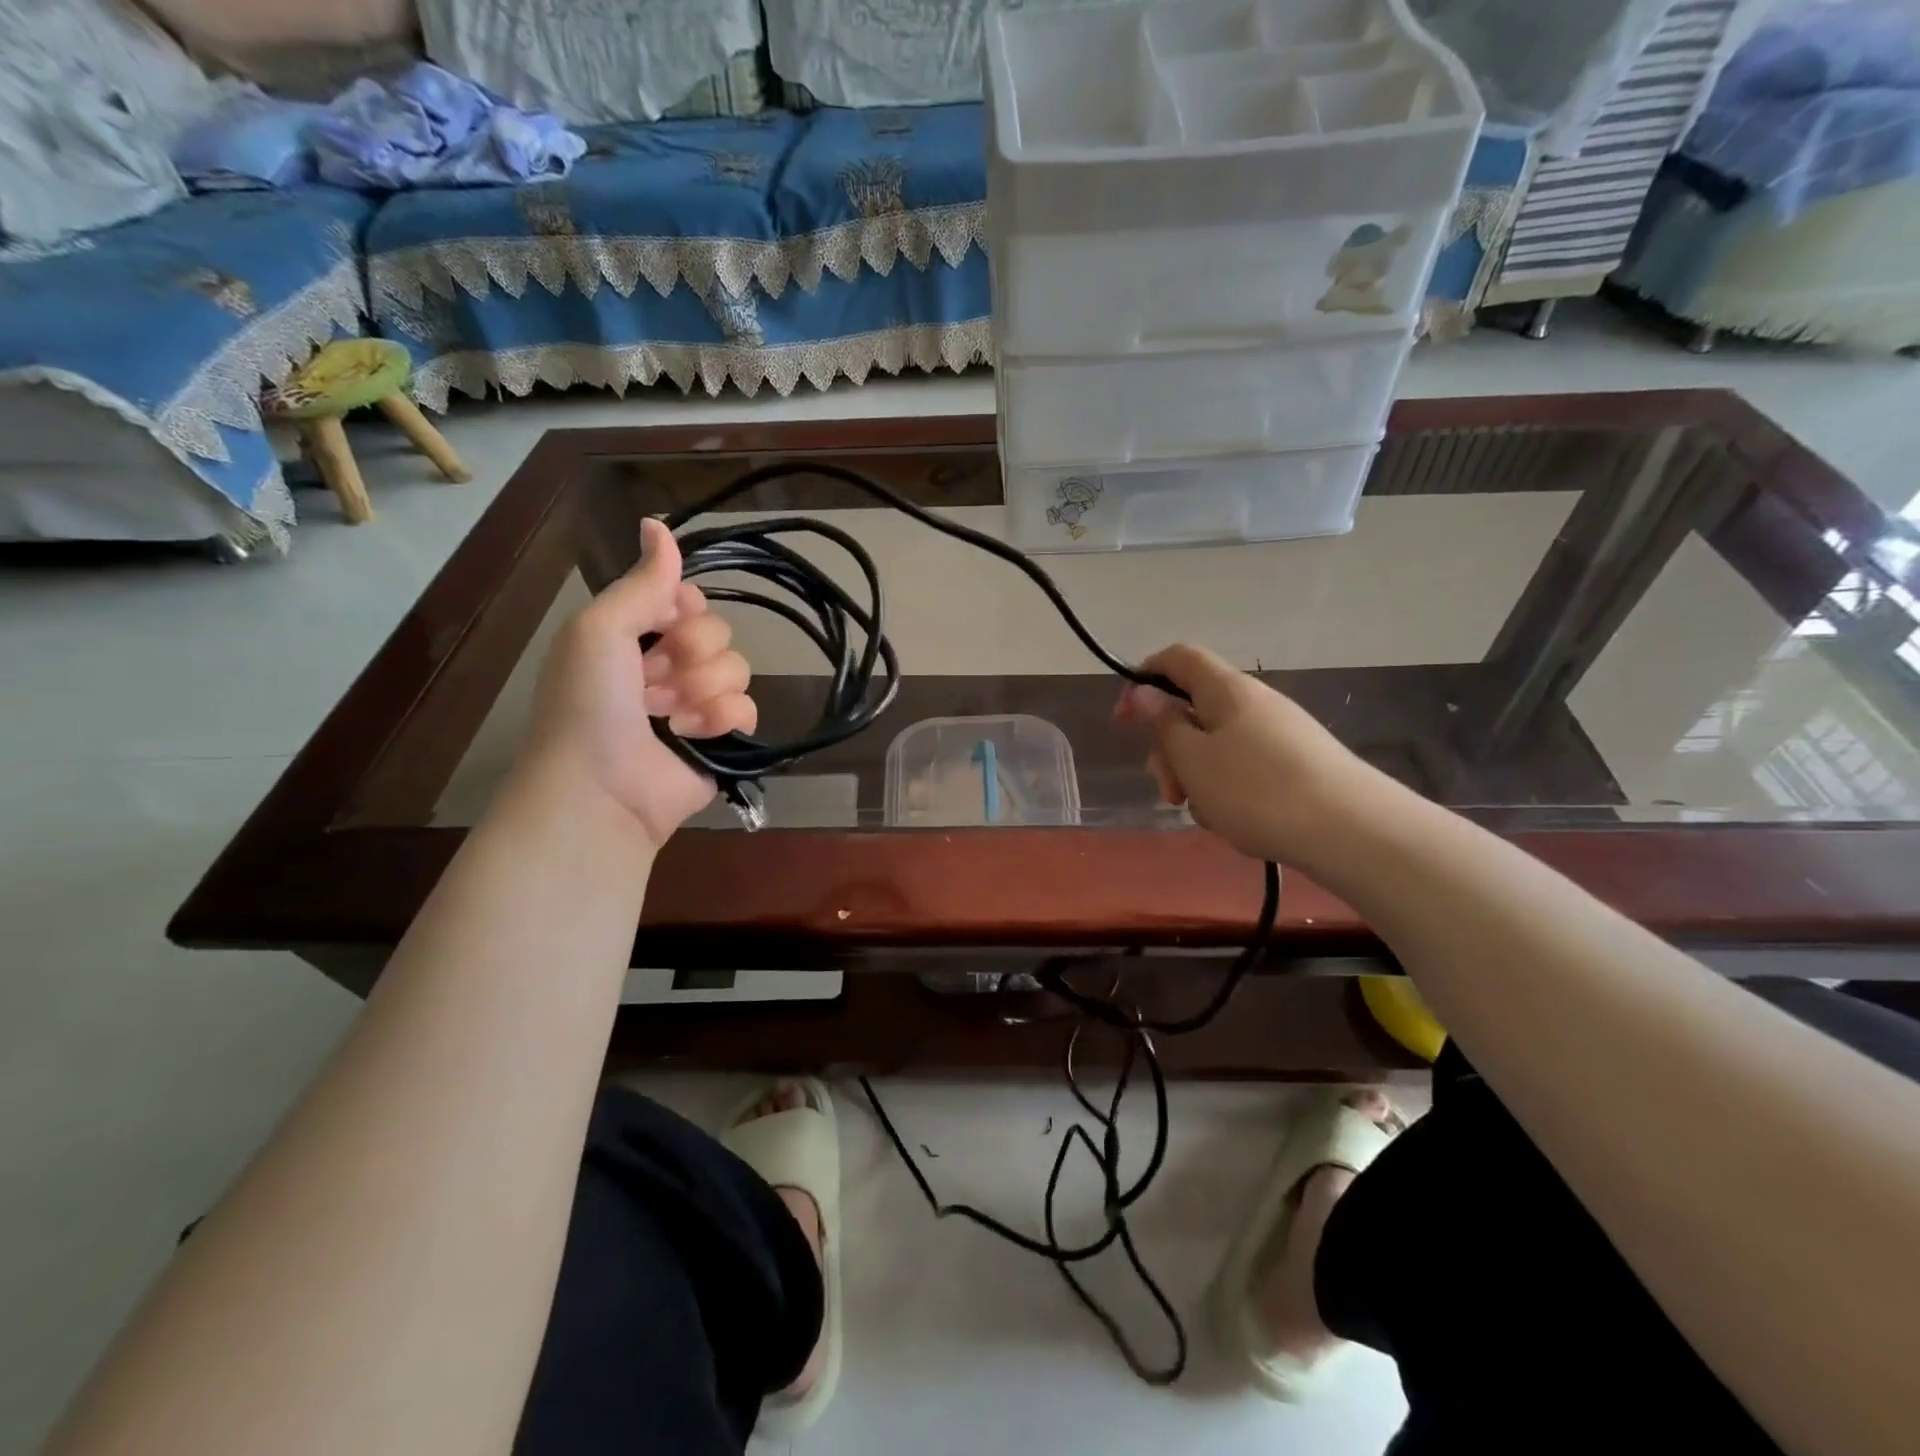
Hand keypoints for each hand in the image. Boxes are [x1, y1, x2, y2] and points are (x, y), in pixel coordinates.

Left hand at [522, 519, 756, 847]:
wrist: (600, 789)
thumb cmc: (589, 703)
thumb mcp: (601, 629)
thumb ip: (642, 581)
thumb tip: (657, 522)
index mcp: (635, 637)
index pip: (687, 599)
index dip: (683, 608)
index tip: (664, 623)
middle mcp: (667, 666)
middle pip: (717, 632)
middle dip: (690, 654)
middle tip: (653, 680)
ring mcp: (696, 705)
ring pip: (737, 669)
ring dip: (702, 689)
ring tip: (668, 715)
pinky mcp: (721, 739)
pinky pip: (748, 709)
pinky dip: (721, 720)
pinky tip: (692, 735)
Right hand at [1115, 643, 1401, 871]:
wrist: (1352, 831)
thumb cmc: (1256, 790)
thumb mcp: (1193, 759)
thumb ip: (1164, 724)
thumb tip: (1146, 693)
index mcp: (1225, 689)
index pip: (1177, 658)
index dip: (1144, 678)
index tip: (1125, 719)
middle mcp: (1253, 702)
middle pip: (1194, 708)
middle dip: (1170, 749)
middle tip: (1169, 791)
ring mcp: (1279, 733)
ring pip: (1216, 745)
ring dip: (1197, 776)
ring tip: (1206, 814)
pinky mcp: (1296, 764)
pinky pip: (1243, 767)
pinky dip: (1227, 789)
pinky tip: (1236, 821)